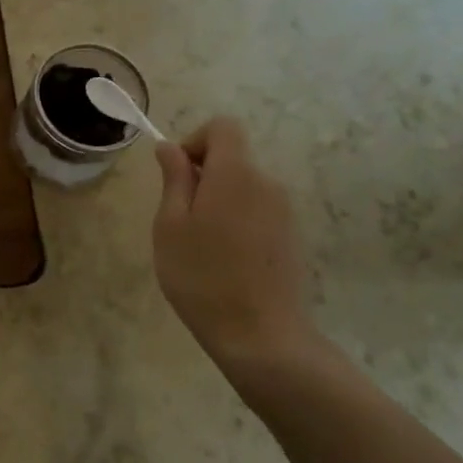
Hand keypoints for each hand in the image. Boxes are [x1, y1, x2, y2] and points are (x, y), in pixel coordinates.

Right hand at [153, 118, 322, 372]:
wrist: (261, 336)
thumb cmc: (202, 276)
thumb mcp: (170, 225)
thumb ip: (173, 179)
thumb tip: (170, 147)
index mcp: (235, 174)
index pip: (222, 127)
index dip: (195, 140)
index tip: (177, 175)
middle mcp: (267, 183)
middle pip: (233, 158)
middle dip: (203, 176)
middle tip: (179, 219)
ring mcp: (285, 212)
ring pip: (244, 187)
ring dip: (219, 201)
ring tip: (200, 246)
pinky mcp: (292, 237)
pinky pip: (258, 211)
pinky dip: (237, 222)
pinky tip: (225, 261)